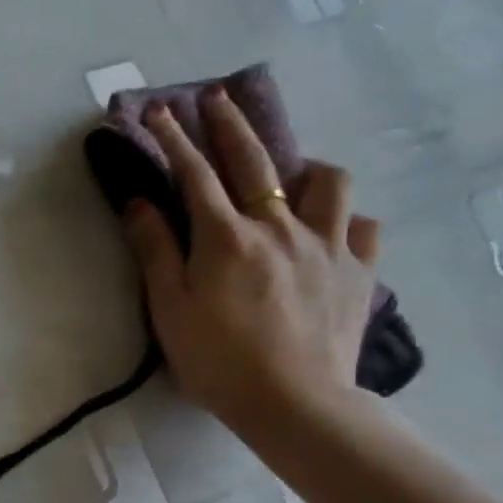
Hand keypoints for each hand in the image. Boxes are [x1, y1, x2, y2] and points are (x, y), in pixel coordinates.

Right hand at [125, 88, 380, 438]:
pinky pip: (363, 228)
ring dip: (304, 169)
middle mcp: (279, 227)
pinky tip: (331, 232)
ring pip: (328, 181)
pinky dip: (345, 221)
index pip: (194, 174)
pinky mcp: (360, 272)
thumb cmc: (218, 360)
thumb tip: (139, 203)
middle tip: (217, 99)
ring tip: (290, 177)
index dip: (174, 139)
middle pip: (254, 160)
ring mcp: (328, 246)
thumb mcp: (169, 309)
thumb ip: (155, 251)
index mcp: (226, 238)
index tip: (159, 111)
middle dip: (231, 124)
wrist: (294, 403)